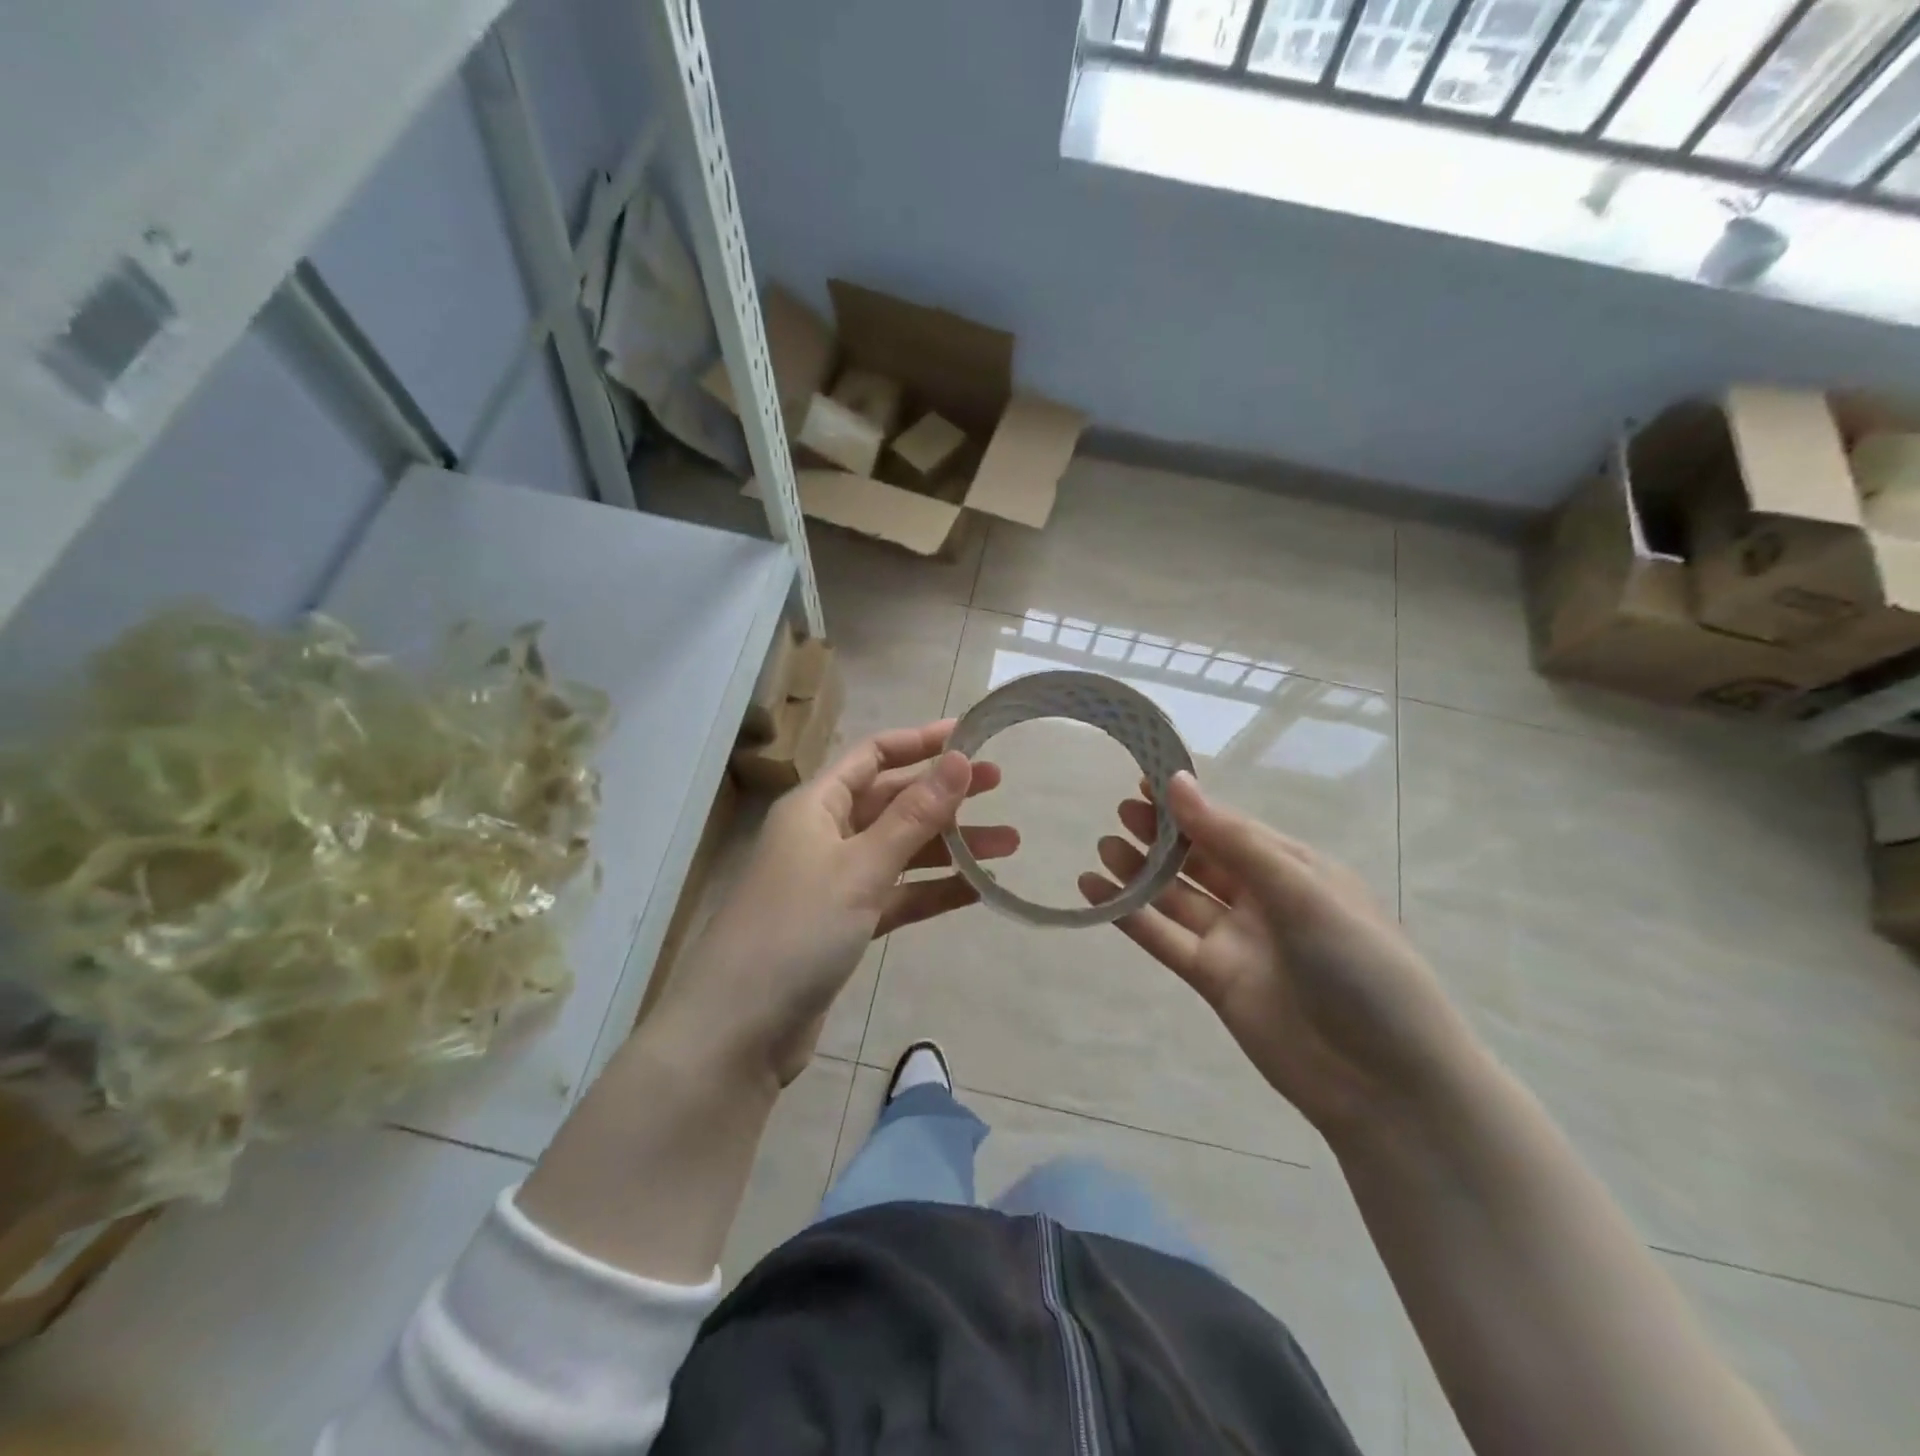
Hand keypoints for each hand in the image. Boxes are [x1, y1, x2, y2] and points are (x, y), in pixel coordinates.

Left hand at [662, 721, 1015, 1085]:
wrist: (739, 1029)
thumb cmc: (796, 930)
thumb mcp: (861, 866)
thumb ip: (914, 815)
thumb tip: (960, 759)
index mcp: (817, 806)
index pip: (874, 755)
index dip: (922, 741)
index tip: (972, 736)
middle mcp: (825, 834)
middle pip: (892, 800)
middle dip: (945, 794)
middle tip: (1001, 786)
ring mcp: (834, 881)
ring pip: (901, 850)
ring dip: (950, 846)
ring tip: (1009, 844)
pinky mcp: (844, 924)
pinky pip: (897, 894)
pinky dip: (933, 890)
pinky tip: (978, 890)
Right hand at [1078, 772, 1474, 1138]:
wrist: (1386, 1085)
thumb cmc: (1361, 969)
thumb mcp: (1303, 892)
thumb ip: (1233, 840)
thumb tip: (1177, 783)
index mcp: (1293, 868)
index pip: (1230, 824)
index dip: (1188, 801)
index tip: (1144, 777)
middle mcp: (1261, 898)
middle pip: (1199, 857)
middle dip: (1161, 833)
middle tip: (1120, 811)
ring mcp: (1234, 940)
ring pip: (1176, 895)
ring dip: (1140, 871)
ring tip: (1103, 847)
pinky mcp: (1212, 979)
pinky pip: (1163, 937)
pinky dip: (1129, 915)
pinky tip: (1094, 892)